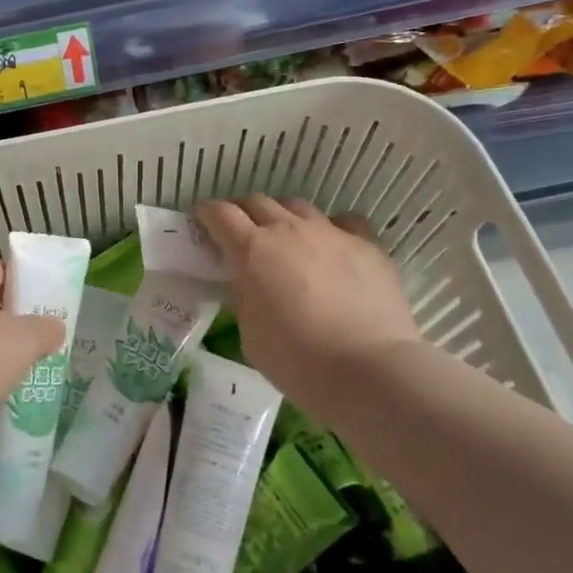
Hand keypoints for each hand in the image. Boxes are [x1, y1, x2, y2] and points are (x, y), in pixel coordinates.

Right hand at [194, 196, 422, 405]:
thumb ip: (244, 298)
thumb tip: (250, 284)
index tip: (203, 223)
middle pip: (257, 201)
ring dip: (283, 217)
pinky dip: (331, 228)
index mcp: (251, 249)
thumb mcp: (249, 333)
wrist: (369, 371)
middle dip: (243, 213)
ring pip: (297, 206)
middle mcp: (288, 229)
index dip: (207, 214)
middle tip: (241, 234)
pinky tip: (332, 247)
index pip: (220, 213)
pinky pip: (344, 221)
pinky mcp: (367, 245)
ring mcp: (330, 233)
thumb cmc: (297, 360)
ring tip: (286, 239)